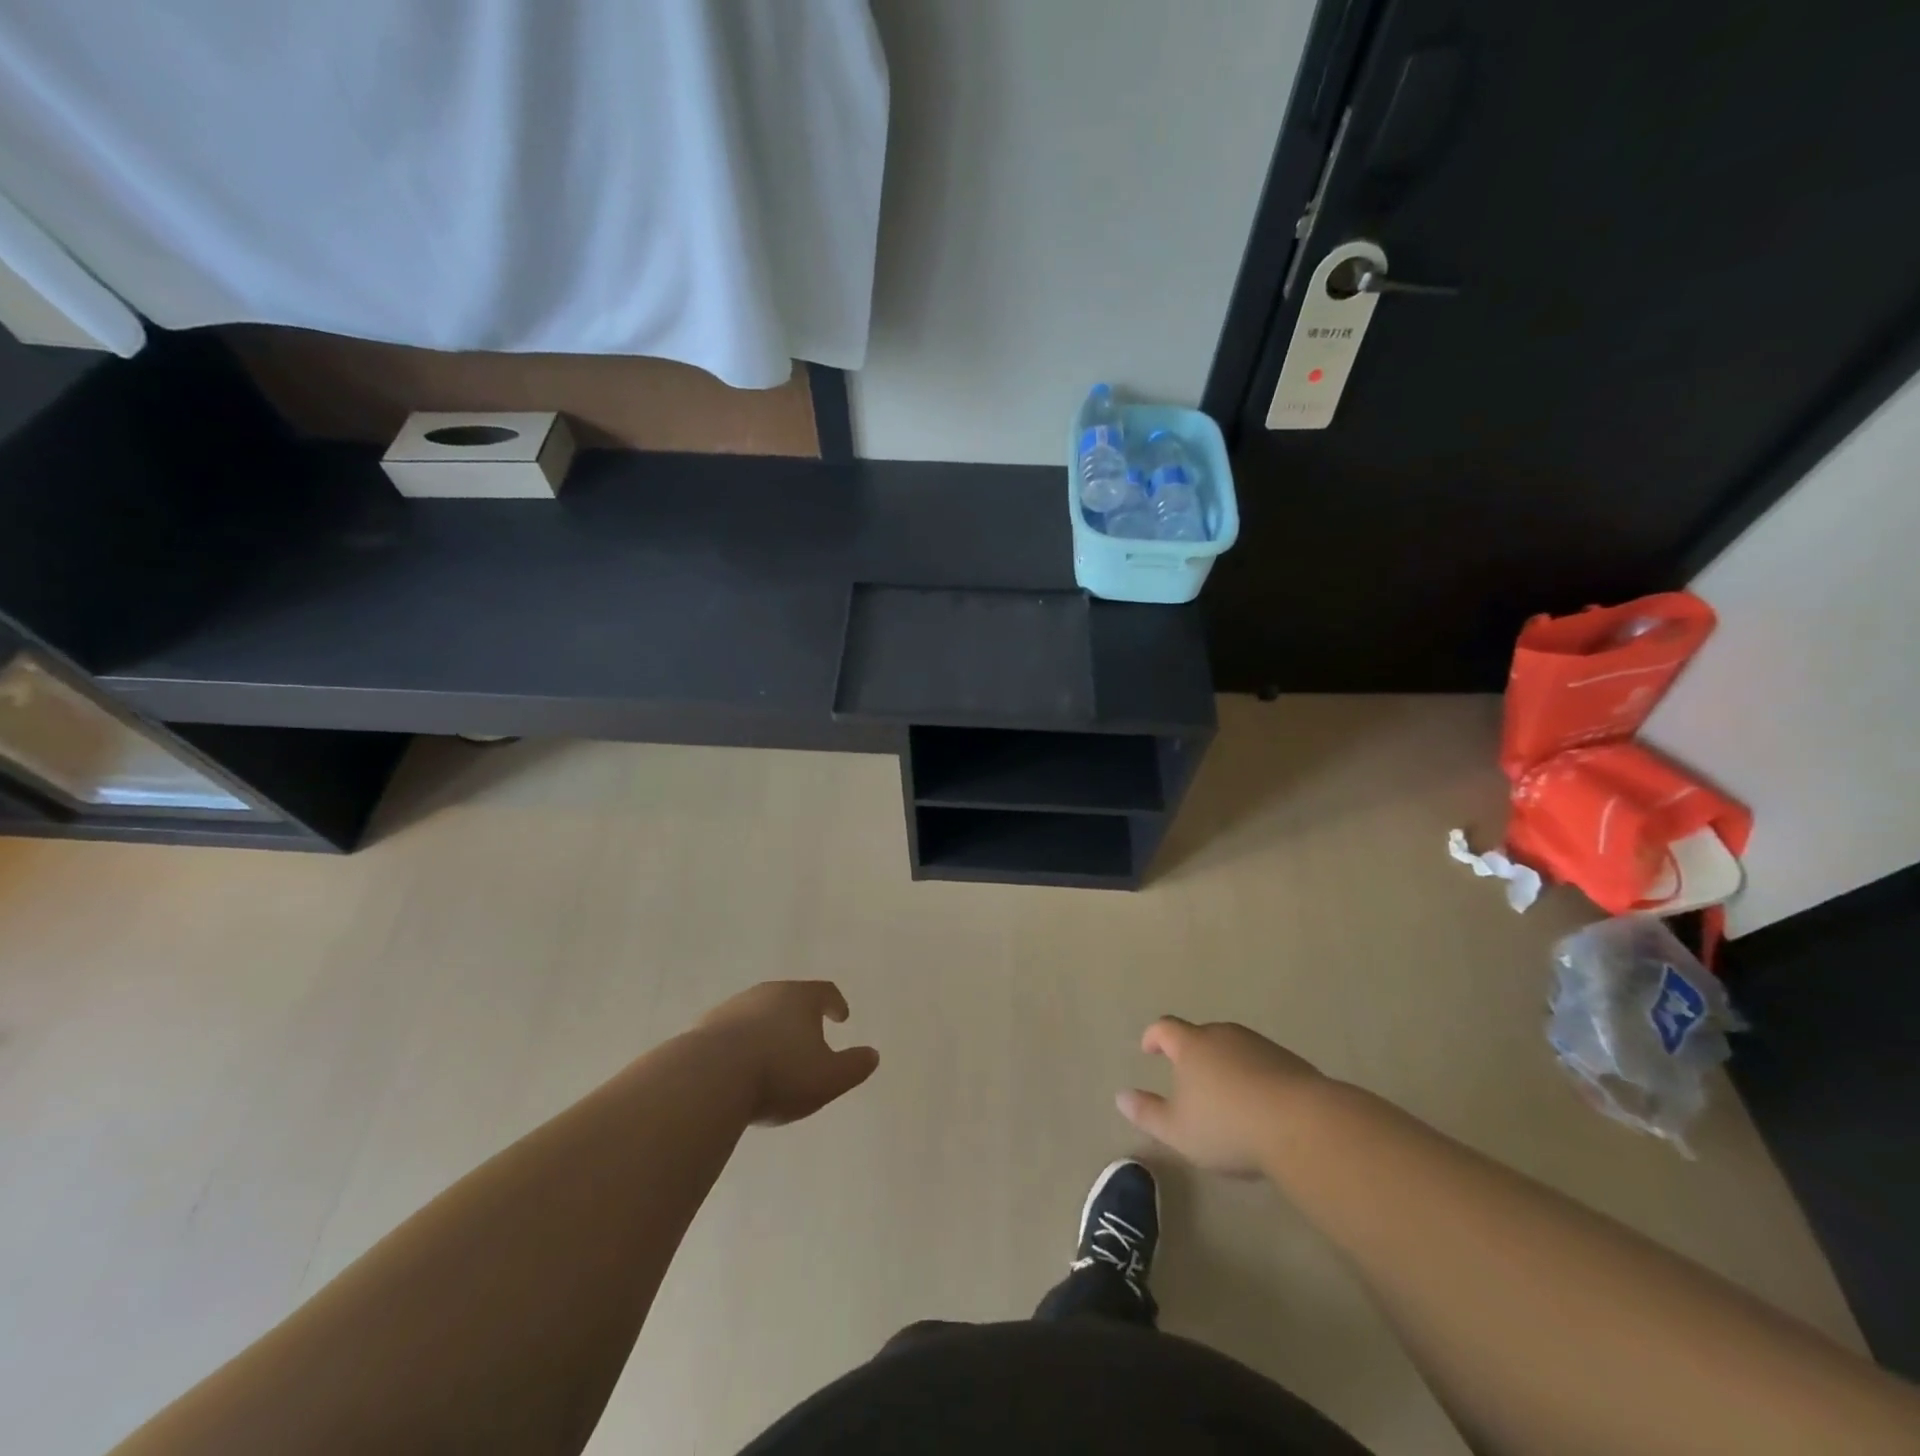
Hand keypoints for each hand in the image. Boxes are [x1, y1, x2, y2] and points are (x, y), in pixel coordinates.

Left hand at [698, 981, 878, 1125]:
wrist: (707, 1079)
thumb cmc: (778, 1073)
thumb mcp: (828, 1078)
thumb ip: (854, 1066)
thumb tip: (873, 1055)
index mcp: (799, 997)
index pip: (824, 991)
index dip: (835, 1003)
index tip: (841, 1016)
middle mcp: (765, 993)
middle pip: (788, 998)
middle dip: (800, 1016)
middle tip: (808, 1036)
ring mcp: (731, 1008)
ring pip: (758, 1013)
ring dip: (768, 1029)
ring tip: (773, 1055)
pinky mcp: (703, 1029)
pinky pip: (731, 1033)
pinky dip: (741, 1044)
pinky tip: (740, 1067)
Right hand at [1117, 1017, 1323, 1176]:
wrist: (1302, 1125)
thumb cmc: (1227, 1126)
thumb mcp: (1178, 1130)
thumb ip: (1147, 1113)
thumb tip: (1120, 1096)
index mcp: (1191, 1045)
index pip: (1165, 1028)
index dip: (1154, 1036)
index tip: (1148, 1049)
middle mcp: (1223, 1035)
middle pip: (1201, 1035)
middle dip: (1192, 1053)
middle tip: (1189, 1079)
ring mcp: (1258, 1045)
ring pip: (1233, 1048)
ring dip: (1225, 1065)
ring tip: (1225, 1096)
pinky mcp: (1289, 1062)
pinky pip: (1261, 1063)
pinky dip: (1253, 1077)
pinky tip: (1259, 1105)